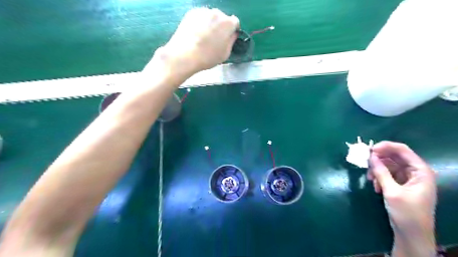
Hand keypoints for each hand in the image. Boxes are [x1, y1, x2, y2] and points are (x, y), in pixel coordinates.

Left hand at [150, 8, 239, 77]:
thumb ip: (231, 41)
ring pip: (211, 17)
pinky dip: (201, 23)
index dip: (232, 30)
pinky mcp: (191, 13)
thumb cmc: (208, 56)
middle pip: (222, 18)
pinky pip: (200, 17)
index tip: (228, 38)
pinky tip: (196, 34)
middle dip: (221, 27)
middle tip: (215, 39)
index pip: (235, 22)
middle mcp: (217, 13)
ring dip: (210, 24)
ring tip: (204, 37)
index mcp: (228, 24)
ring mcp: (203, 11)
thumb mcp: (226, 53)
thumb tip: (232, 34)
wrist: (186, 54)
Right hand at [367, 141, 435, 255]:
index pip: (403, 150)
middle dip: (379, 159)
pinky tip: (375, 187)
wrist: (411, 234)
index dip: (385, 146)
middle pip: (394, 156)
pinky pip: (387, 174)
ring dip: (377, 170)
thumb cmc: (406, 213)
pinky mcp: (400, 184)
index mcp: (420, 171)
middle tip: (365, 163)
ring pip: (388, 165)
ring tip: (370, 179)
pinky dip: (379, 177)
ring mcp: (408, 178)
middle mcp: (415, 172)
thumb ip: (381, 172)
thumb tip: (370, 156)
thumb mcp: (392, 191)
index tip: (369, 149)